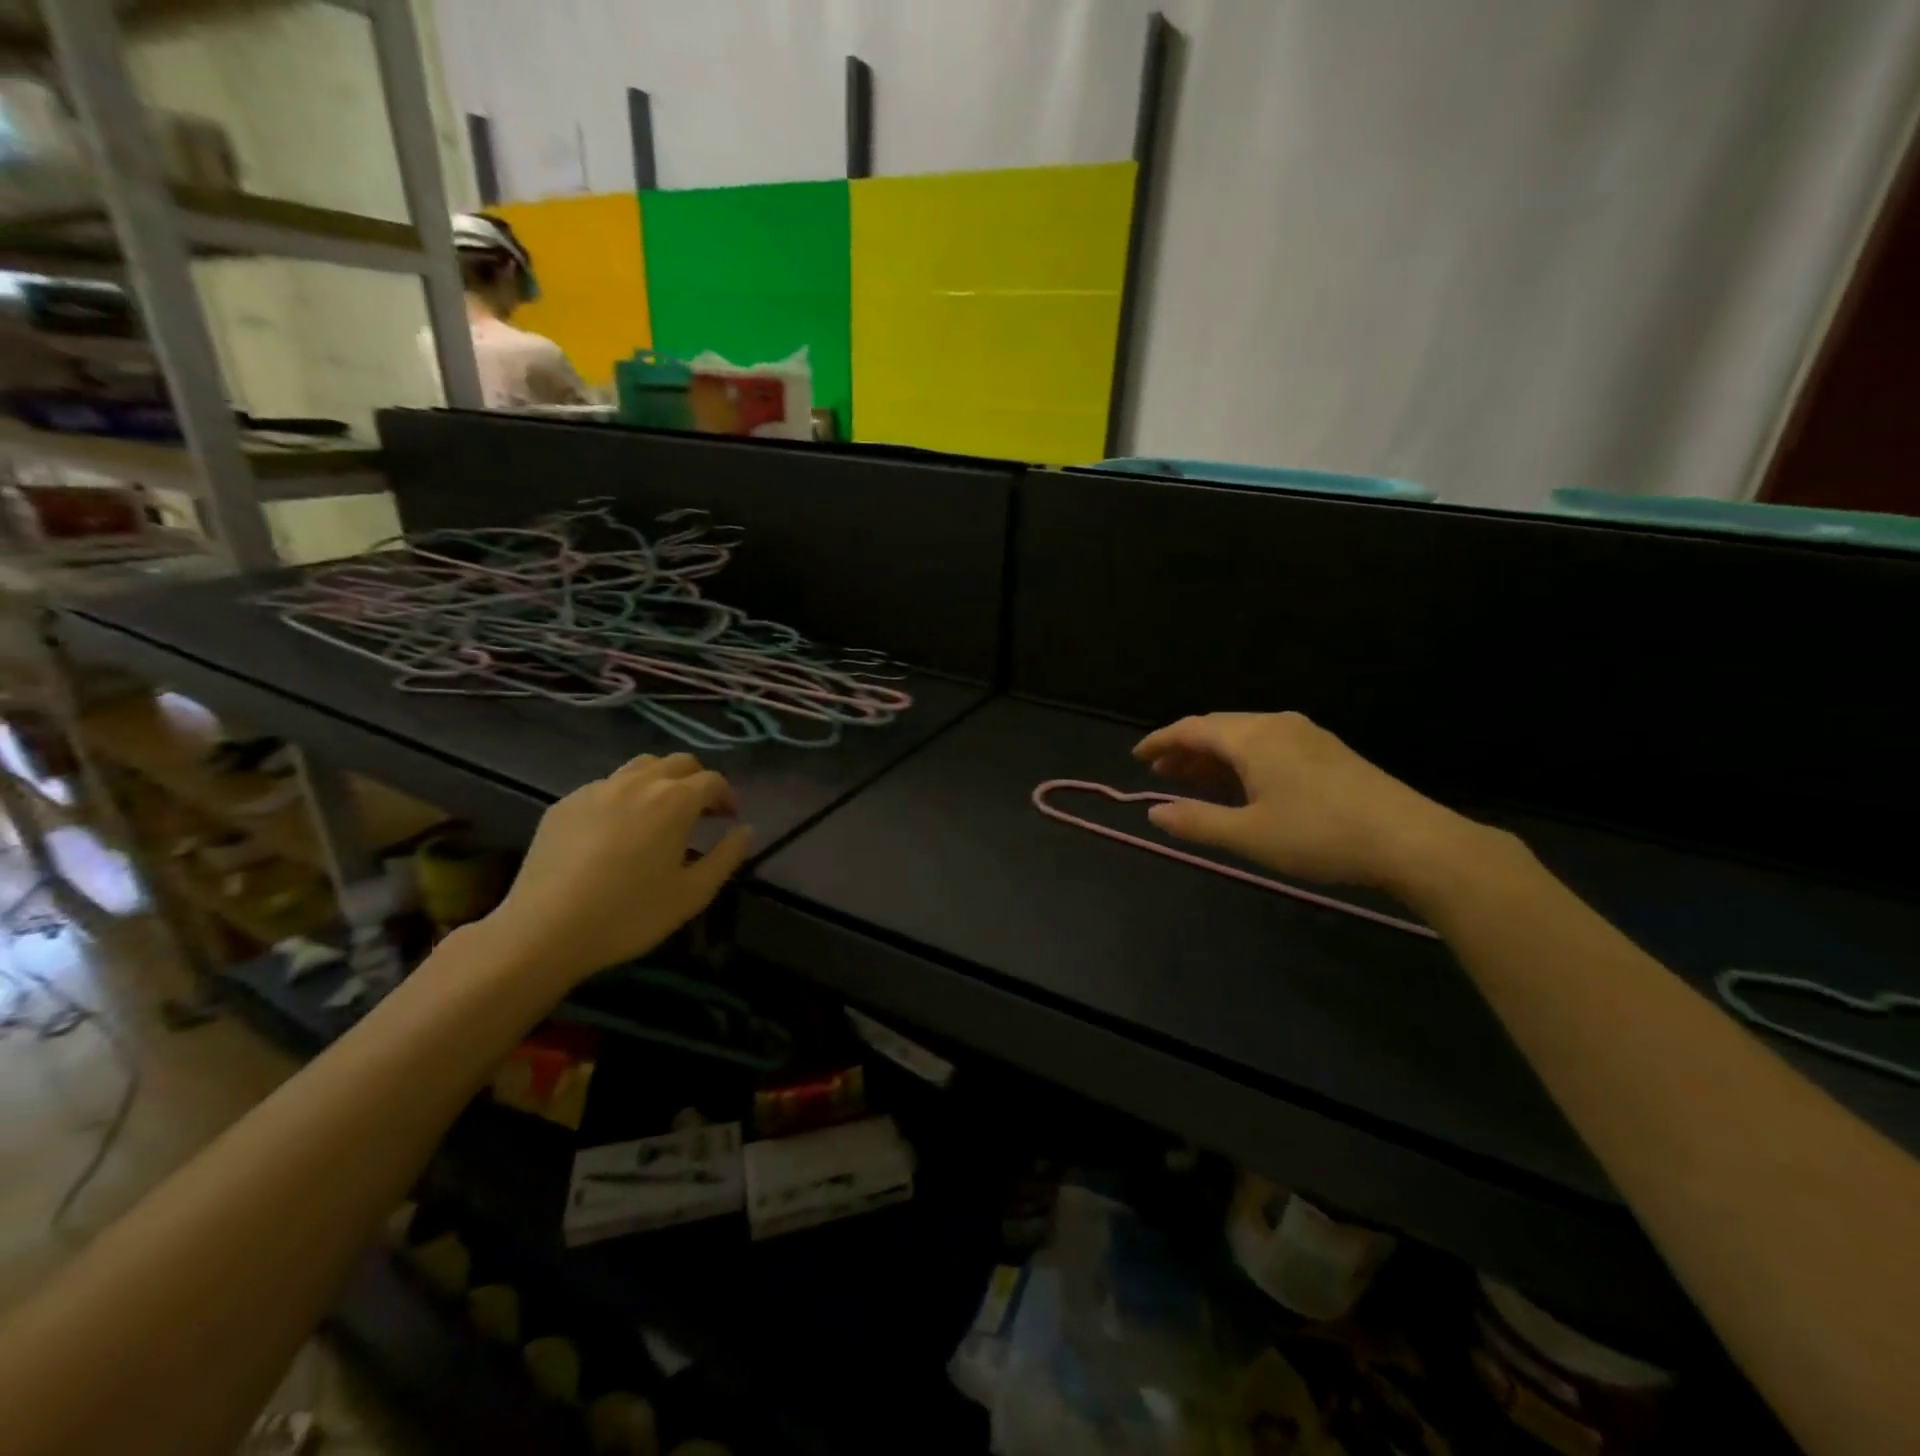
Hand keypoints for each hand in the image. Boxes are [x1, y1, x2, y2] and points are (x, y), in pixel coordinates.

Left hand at [482, 752, 753, 987]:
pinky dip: (624, 797)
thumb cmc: (630, 914)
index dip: (727, 796)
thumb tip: (745, 831)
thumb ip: (727, 856)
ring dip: (660, 781)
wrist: (546, 930)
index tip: (730, 818)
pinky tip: (617, 830)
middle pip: (678, 762)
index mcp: (674, 800)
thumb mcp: (693, 893)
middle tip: (701, 812)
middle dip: (697, 781)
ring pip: (640, 767)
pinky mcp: (565, 804)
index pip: (712, 781)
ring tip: (660, 813)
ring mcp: (597, 789)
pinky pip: (605, 787)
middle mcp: (638, 783)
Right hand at [1132, 712, 1478, 892]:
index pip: (1192, 729)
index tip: (1136, 756)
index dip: (1160, 740)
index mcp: (1252, 739)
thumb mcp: (1249, 836)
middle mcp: (1276, 725)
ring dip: (1213, 755)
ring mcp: (1306, 735)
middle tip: (1160, 771)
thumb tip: (1153, 811)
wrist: (1411, 840)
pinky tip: (1240, 784)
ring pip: (1244, 736)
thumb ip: (1196, 821)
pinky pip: (1268, 744)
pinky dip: (1241, 759)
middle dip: (1184, 748)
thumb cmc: (1319, 836)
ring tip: (1191, 778)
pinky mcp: (1327, 751)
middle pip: (1217, 728)